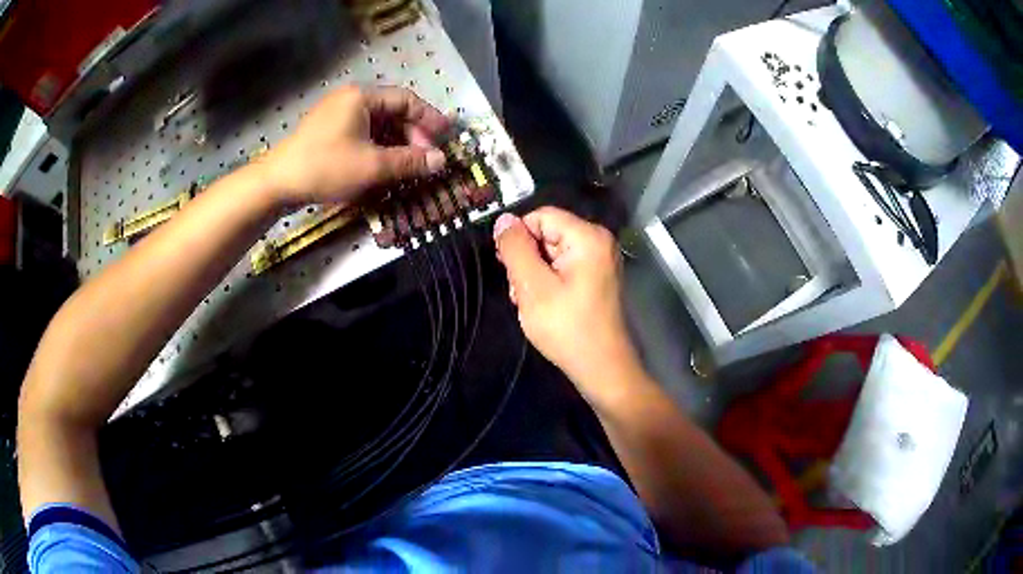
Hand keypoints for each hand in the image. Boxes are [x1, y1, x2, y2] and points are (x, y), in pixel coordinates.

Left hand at [259, 86, 449, 207]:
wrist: (276, 183)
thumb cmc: (325, 168)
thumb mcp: (372, 166)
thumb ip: (409, 161)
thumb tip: (440, 161)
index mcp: (362, 96)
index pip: (406, 100)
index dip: (429, 119)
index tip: (445, 138)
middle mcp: (350, 98)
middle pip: (392, 111)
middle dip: (412, 135)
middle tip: (425, 159)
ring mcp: (336, 114)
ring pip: (377, 124)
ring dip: (395, 143)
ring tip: (407, 166)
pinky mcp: (326, 131)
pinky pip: (361, 133)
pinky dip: (376, 147)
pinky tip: (383, 166)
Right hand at [494, 207, 642, 402]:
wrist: (601, 368)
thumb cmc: (567, 328)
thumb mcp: (532, 286)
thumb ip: (515, 248)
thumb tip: (503, 219)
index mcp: (588, 237)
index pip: (541, 216)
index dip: (518, 237)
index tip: (506, 265)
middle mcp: (598, 242)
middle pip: (546, 234)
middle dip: (526, 260)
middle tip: (518, 291)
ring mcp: (599, 261)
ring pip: (551, 253)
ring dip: (533, 275)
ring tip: (529, 303)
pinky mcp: (596, 278)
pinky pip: (563, 268)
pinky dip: (547, 283)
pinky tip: (541, 306)